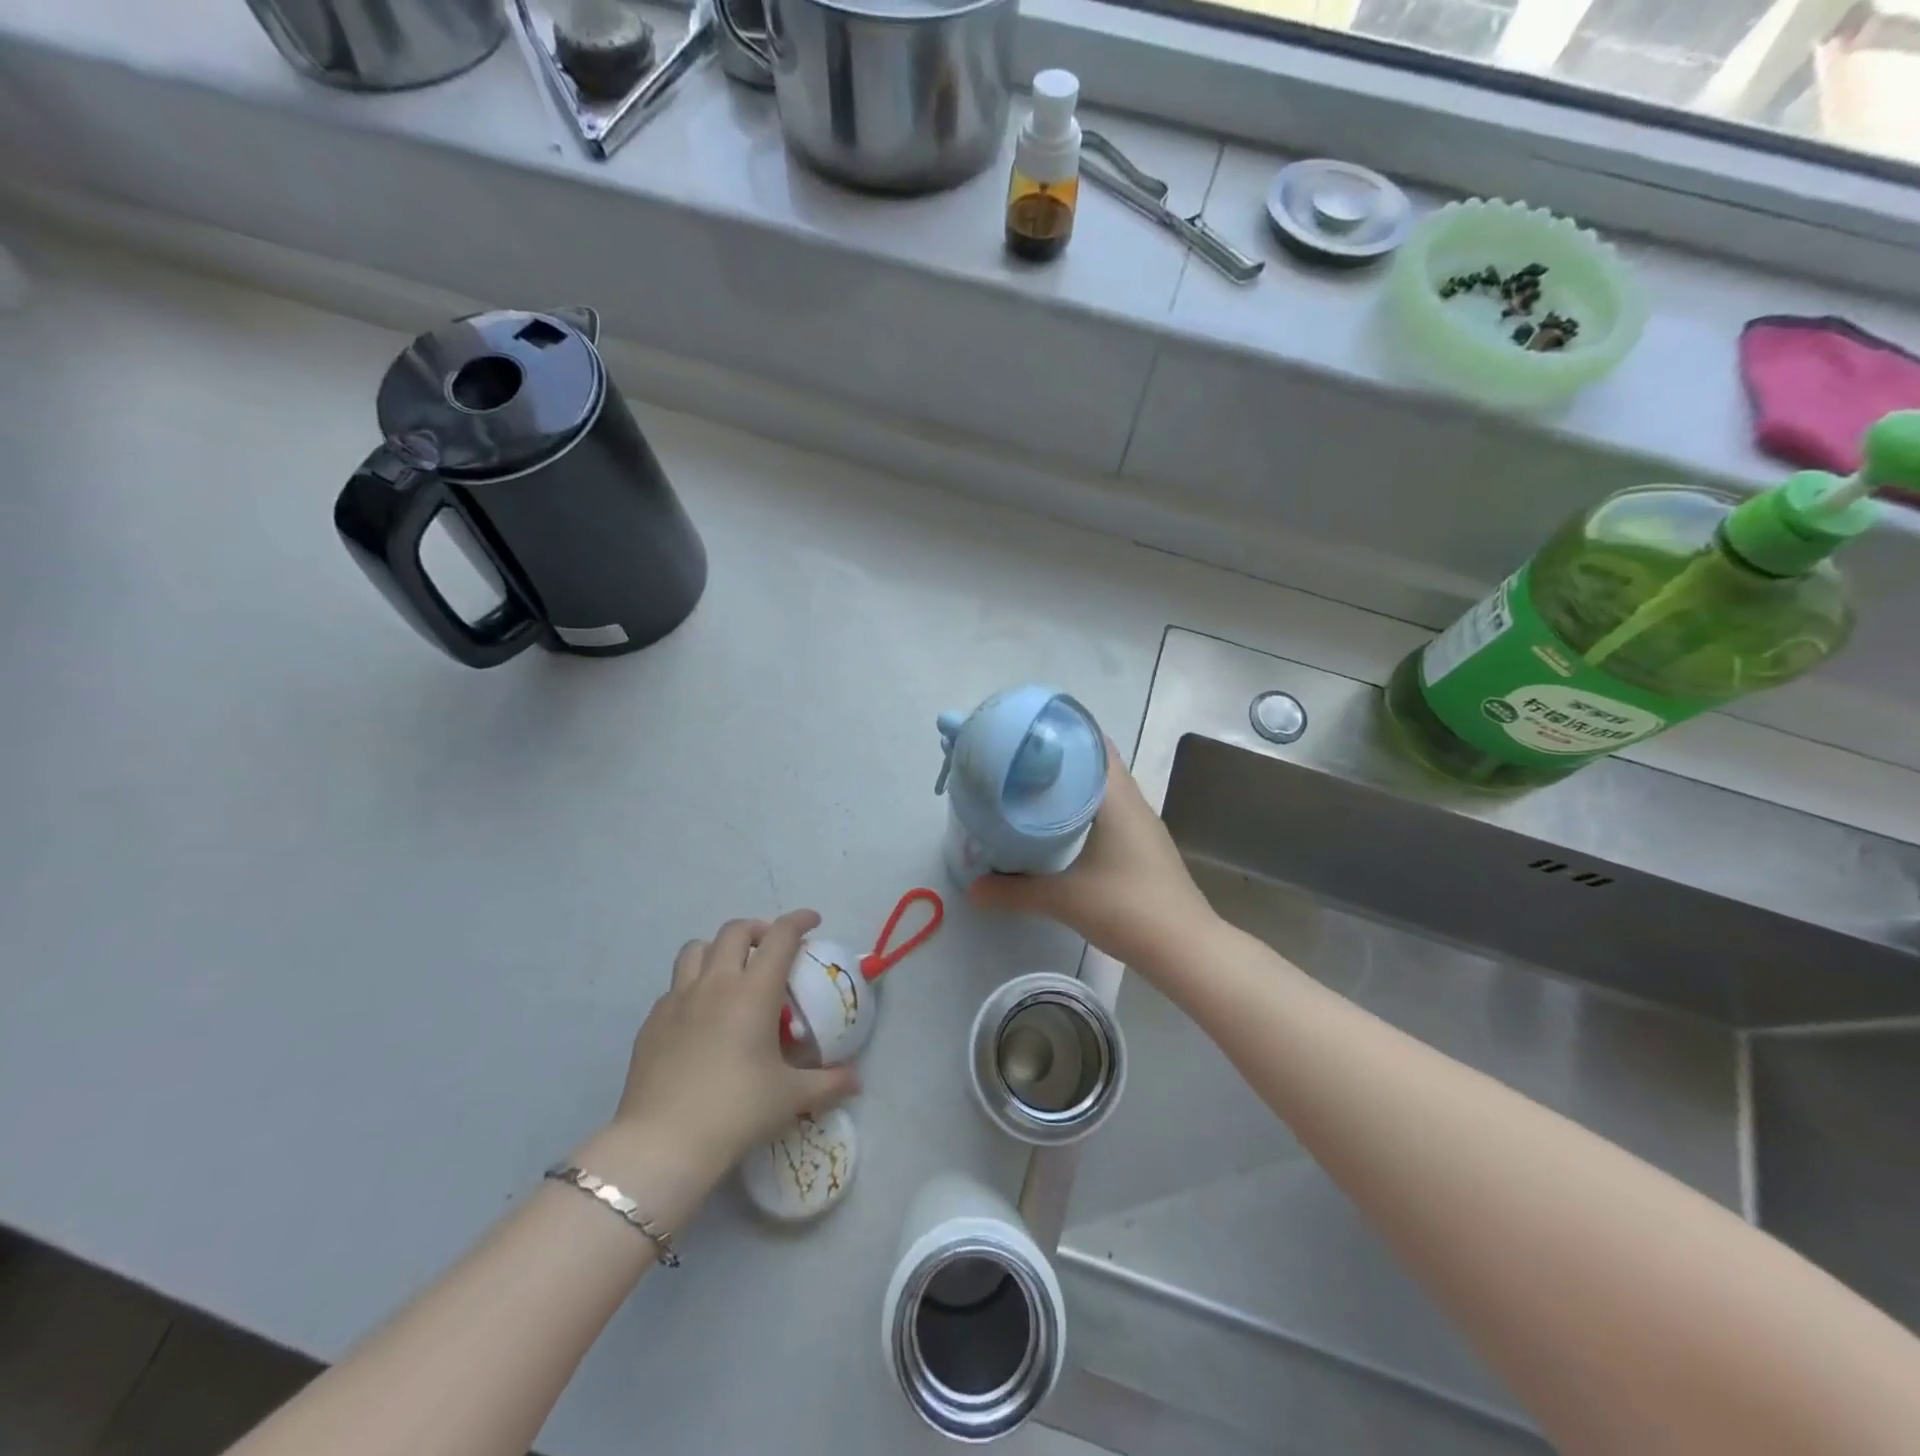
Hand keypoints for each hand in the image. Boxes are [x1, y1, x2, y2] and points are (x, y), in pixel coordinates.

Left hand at [586, 911, 859, 1213]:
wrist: (662, 1143)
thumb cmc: (736, 1111)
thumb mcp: (791, 1098)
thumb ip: (828, 1083)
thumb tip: (856, 1080)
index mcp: (754, 991)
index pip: (780, 936)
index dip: (799, 920)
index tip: (812, 921)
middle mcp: (715, 983)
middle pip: (735, 931)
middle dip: (758, 929)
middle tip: (771, 948)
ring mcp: (678, 999)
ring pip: (696, 949)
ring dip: (718, 949)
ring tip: (731, 970)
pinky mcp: (652, 1021)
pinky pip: (674, 986)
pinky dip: (692, 985)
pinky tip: (699, 1014)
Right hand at [969, 739, 1217, 973]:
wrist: (1185, 949)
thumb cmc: (1127, 909)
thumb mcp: (1063, 899)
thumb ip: (1014, 892)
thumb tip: (972, 888)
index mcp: (1117, 799)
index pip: (1093, 745)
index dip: (1062, 733)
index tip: (1026, 734)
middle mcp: (1133, 804)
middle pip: (1096, 765)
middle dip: (1060, 760)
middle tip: (1017, 762)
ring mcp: (1143, 827)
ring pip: (1105, 791)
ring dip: (1073, 786)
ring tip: (1032, 789)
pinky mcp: (1145, 848)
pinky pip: (1112, 813)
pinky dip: (1086, 810)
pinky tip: (1061, 827)